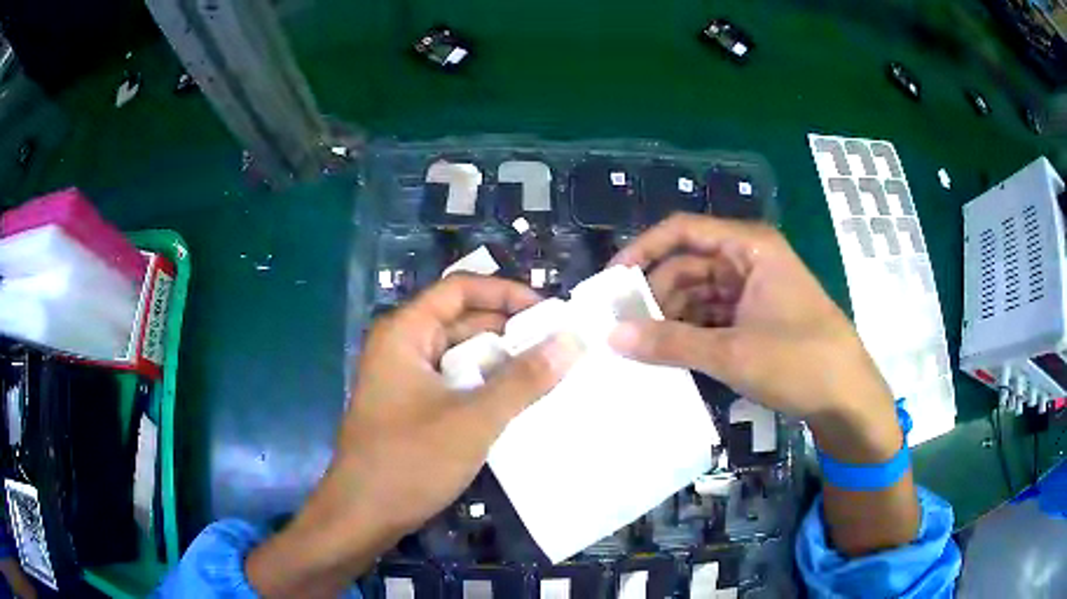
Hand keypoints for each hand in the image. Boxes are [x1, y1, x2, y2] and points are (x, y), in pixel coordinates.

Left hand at [247, 275, 580, 596]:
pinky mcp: (412, 407)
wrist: (362, 516)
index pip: (460, 289)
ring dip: (501, 362)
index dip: (506, 293)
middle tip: (560, 347)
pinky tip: (518, 402)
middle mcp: (403, 347)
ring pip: (461, 355)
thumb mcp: (473, 419)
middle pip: (462, 321)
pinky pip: (455, 383)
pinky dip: (486, 387)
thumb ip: (524, 380)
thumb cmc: (409, 461)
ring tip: (550, 373)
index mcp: (405, 332)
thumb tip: (572, 340)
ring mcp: (405, 379)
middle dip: (510, 331)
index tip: (550, 313)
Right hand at [607, 214, 899, 461]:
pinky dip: (689, 333)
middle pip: (687, 265)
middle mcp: (748, 259)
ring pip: (697, 294)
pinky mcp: (755, 318)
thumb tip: (612, 337)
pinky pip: (711, 316)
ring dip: (670, 318)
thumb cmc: (800, 361)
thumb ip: (670, 343)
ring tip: (638, 348)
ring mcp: (753, 290)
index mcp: (748, 247)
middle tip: (619, 328)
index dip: (643, 250)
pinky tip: (668, 355)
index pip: (683, 231)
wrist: (847, 398)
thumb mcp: (732, 353)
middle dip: (654, 295)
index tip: (611, 282)